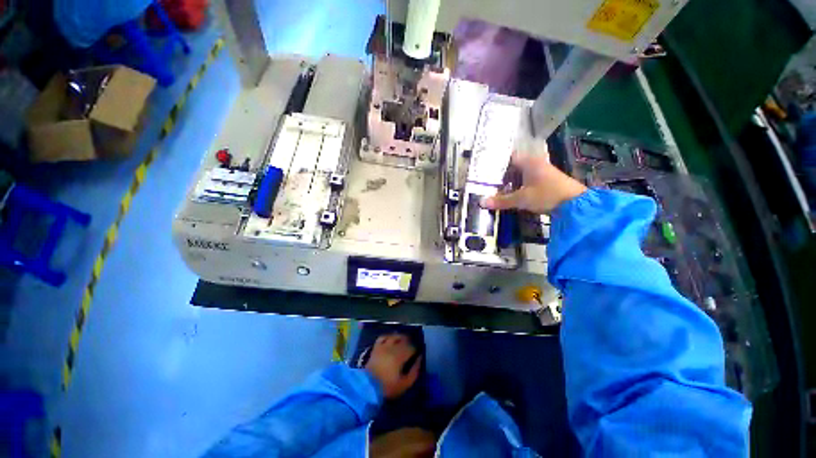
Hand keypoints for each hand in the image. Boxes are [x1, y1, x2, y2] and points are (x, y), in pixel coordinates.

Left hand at [365, 334, 421, 398]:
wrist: (367, 387)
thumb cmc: (387, 387)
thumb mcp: (405, 383)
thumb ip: (415, 371)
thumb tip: (420, 359)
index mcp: (400, 355)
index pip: (411, 347)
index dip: (416, 349)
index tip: (417, 353)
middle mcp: (392, 347)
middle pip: (403, 339)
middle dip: (409, 342)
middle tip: (412, 347)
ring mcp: (383, 346)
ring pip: (394, 336)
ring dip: (400, 337)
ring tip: (403, 341)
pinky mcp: (376, 347)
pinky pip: (383, 337)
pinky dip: (388, 336)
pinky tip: (391, 339)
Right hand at [482, 152, 586, 213]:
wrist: (575, 204)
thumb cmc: (547, 195)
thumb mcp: (521, 199)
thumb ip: (501, 200)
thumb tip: (481, 202)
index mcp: (528, 162)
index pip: (508, 157)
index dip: (497, 163)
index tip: (485, 170)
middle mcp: (535, 164)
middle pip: (513, 166)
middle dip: (501, 175)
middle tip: (487, 182)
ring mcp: (542, 172)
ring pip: (520, 174)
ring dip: (510, 182)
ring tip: (496, 189)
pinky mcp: (546, 181)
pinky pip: (527, 180)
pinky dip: (518, 186)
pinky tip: (511, 194)